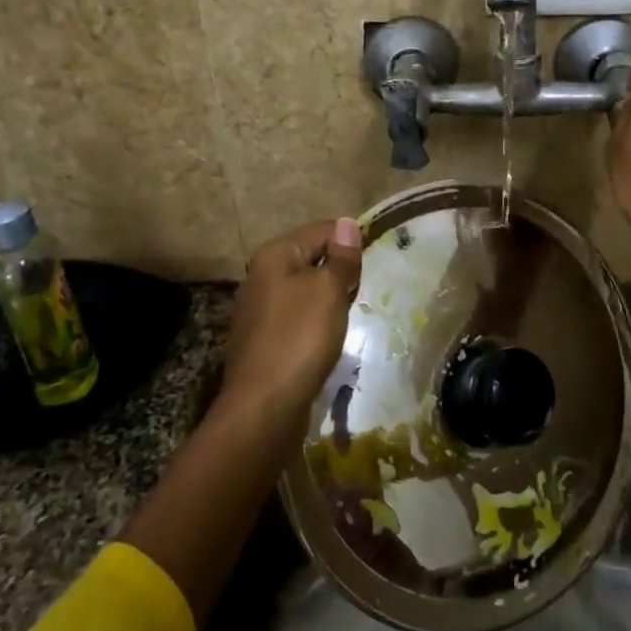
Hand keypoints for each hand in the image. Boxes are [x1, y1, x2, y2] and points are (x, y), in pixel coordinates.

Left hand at [222, 218, 363, 422]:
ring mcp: (260, 309)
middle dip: (340, 272)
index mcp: (274, 255)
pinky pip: (298, 317)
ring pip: (306, 289)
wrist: (264, 406)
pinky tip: (327, 338)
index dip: (350, 243)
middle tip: (359, 293)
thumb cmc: (300, 338)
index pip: (321, 230)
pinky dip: (316, 322)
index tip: (370, 266)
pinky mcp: (264, 338)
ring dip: (330, 299)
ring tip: (346, 316)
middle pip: (312, 258)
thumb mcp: (329, 290)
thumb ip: (341, 257)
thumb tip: (348, 223)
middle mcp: (261, 275)